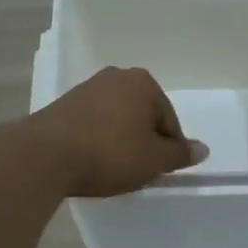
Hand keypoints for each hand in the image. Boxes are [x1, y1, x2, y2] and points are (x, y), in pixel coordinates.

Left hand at [26, 67, 208, 197]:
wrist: (45, 155)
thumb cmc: (109, 154)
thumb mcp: (153, 160)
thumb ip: (179, 154)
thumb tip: (202, 149)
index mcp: (143, 83)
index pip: (169, 120)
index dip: (168, 149)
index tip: (158, 170)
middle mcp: (116, 77)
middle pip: (142, 115)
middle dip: (143, 140)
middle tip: (138, 170)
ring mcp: (87, 88)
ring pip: (117, 118)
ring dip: (120, 140)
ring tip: (113, 168)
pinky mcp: (64, 104)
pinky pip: (93, 123)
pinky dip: (98, 139)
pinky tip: (92, 160)